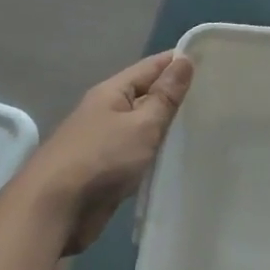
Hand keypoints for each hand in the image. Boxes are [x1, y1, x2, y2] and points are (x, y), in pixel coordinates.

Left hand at [15, 52, 194, 254]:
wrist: (53, 210)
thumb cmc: (101, 158)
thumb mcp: (141, 124)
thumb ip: (165, 96)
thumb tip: (184, 60)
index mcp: (112, 92)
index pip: (151, 67)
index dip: (178, 61)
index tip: (212, 61)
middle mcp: (107, 111)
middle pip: (146, 95)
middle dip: (176, 94)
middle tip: (216, 96)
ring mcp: (105, 142)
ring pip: (143, 126)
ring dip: (167, 126)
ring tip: (205, 125)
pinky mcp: (107, 170)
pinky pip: (138, 153)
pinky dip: (156, 152)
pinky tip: (178, 157)